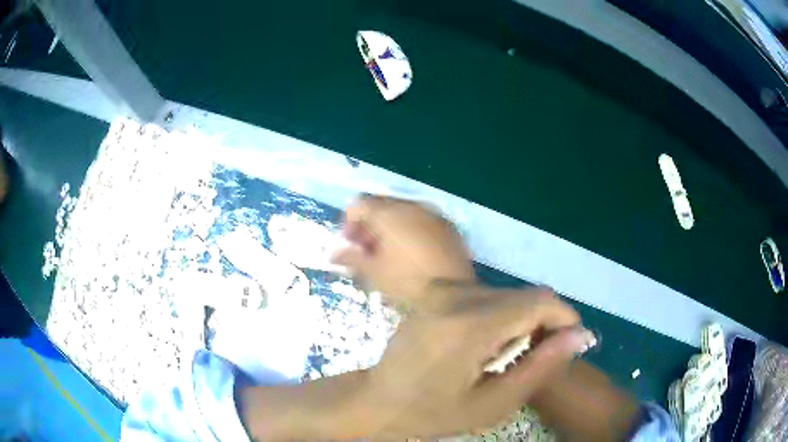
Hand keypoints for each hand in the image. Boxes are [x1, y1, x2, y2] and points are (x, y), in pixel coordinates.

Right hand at [331, 195, 475, 304]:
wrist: (453, 294)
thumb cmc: (407, 281)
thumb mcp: (374, 271)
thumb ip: (352, 257)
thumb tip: (332, 254)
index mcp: (390, 213)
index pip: (359, 205)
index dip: (349, 223)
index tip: (350, 243)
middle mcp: (411, 206)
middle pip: (382, 206)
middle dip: (369, 225)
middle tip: (366, 249)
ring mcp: (433, 215)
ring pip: (403, 212)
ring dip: (389, 227)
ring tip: (388, 253)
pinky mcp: (449, 227)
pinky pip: (423, 220)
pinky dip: (411, 231)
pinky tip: (411, 253)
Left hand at [361, 284, 594, 438]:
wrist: (379, 399)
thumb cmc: (432, 413)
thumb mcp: (493, 404)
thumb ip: (540, 367)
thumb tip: (580, 335)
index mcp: (469, 323)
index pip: (540, 300)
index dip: (564, 319)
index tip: (568, 346)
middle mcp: (456, 293)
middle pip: (526, 295)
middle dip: (543, 323)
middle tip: (535, 360)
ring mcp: (443, 287)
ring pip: (510, 293)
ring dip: (522, 321)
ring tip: (507, 357)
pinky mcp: (437, 289)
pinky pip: (489, 294)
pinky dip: (501, 315)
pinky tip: (487, 345)